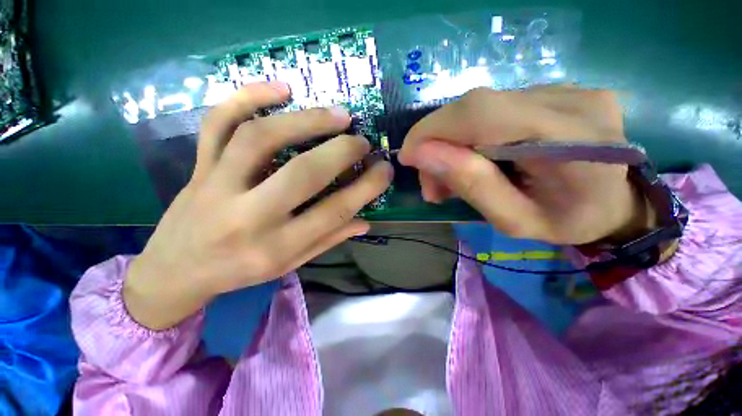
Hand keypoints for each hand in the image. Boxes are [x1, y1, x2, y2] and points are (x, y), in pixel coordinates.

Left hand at [124, 82, 393, 329]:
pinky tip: (280, 88)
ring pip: (261, 137)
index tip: (385, 170)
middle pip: (302, 173)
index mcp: (276, 247)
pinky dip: (247, 97)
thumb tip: (365, 221)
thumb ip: (328, 239)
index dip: (366, 187)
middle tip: (363, 141)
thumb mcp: (289, 264)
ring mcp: (217, 184)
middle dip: (342, 152)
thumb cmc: (239, 271)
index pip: (334, 212)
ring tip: (338, 114)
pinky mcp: (198, 165)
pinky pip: (218, 123)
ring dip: (306, 120)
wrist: (175, 271)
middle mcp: (248, 215)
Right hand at [399, 86, 652, 245]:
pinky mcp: (556, 91)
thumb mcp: (514, 221)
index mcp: (573, 141)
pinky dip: (471, 136)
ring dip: (453, 143)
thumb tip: (421, 154)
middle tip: (432, 182)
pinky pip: (495, 109)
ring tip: (449, 178)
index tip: (408, 157)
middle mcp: (571, 101)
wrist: (618, 203)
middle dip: (438, 143)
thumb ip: (472, 185)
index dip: (432, 130)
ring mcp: (567, 89)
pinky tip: (474, 159)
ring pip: (480, 109)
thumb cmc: (570, 222)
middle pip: (475, 107)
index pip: (481, 113)